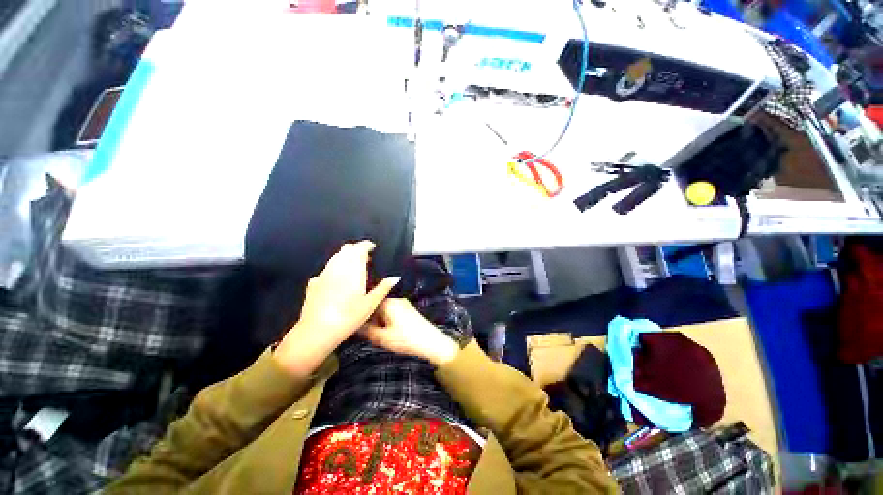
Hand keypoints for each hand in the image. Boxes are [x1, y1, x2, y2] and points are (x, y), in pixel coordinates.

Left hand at [274, 241, 398, 377]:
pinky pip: (326, 269)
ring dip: (345, 257)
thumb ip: (383, 288)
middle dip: (356, 249)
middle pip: (346, 250)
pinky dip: (334, 269)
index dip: (366, 245)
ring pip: (335, 258)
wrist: (317, 331)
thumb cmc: (349, 317)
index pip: (359, 249)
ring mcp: (323, 275)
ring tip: (353, 266)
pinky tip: (336, 279)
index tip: (372, 247)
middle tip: (365, 257)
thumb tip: (396, 277)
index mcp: (353, 271)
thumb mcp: (370, 304)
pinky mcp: (313, 283)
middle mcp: (337, 268)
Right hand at [361, 298, 460, 366]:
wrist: (431, 341)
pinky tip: (388, 332)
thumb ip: (366, 331)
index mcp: (387, 302)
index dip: (360, 314)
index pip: (367, 303)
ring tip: (377, 334)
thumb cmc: (406, 339)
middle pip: (375, 306)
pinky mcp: (407, 309)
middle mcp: (394, 299)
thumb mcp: (382, 338)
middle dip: (369, 318)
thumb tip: (353, 326)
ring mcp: (402, 303)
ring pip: (383, 309)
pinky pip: (391, 312)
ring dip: (378, 320)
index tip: (353, 323)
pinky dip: (386, 320)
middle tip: (366, 333)